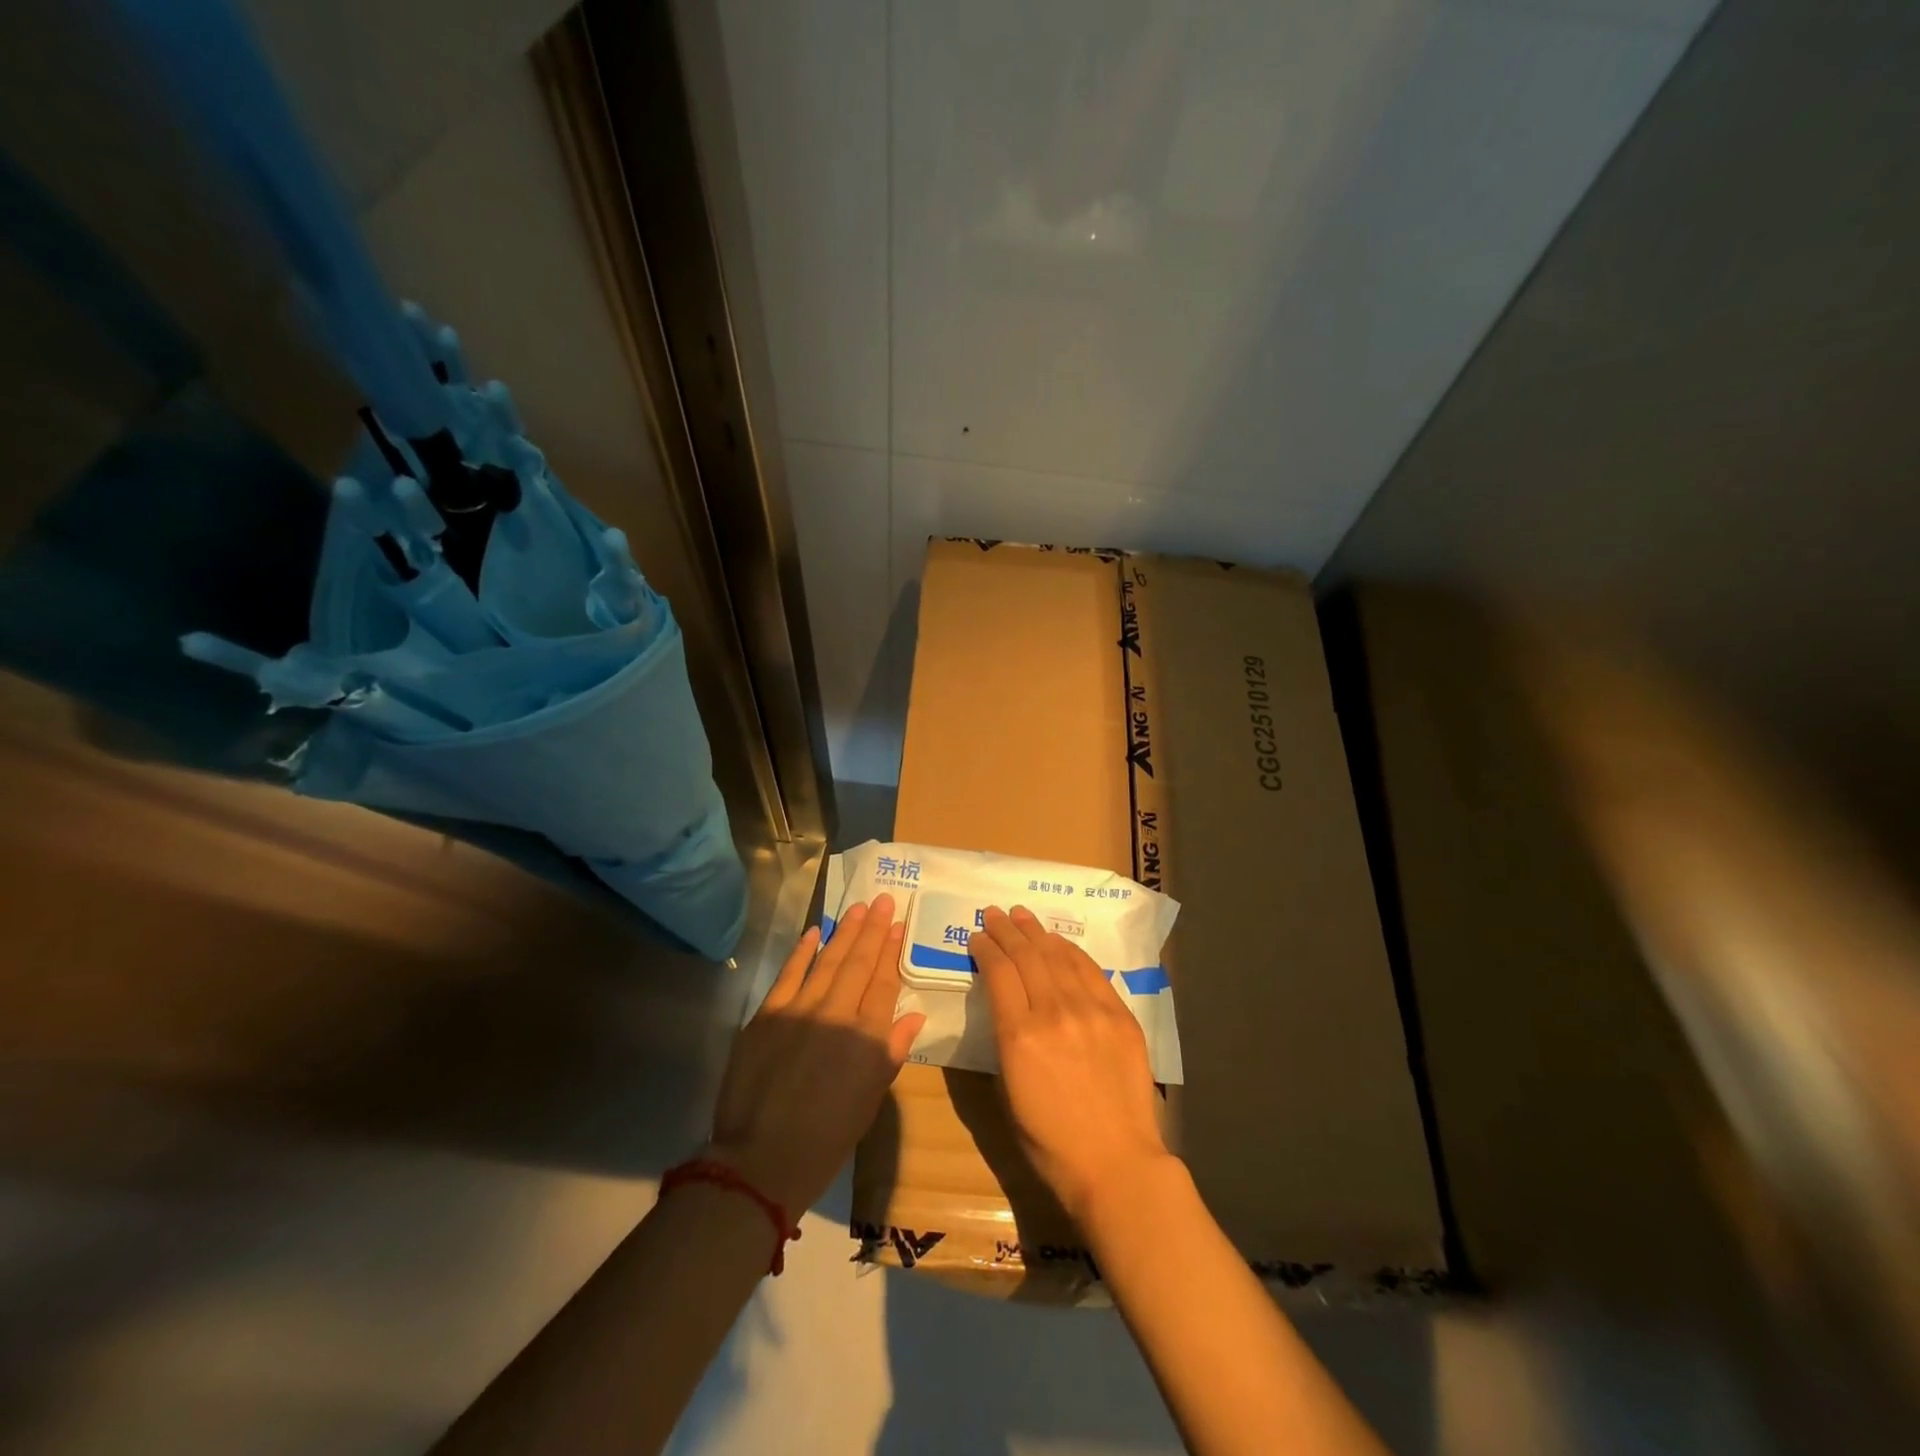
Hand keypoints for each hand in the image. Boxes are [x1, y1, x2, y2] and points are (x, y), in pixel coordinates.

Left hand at [706, 895, 925, 1212]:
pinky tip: (814, 932)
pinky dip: (802, 952)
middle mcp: (837, 1014)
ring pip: (827, 960)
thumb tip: (913, 1018)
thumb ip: (890, 1053)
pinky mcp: (767, 1014)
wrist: (761, 1160)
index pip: (884, 983)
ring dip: (844, 932)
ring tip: (859, 908)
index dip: (891, 952)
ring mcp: (799, 1010)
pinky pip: (789, 974)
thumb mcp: (870, 1100)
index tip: (898, 926)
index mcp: (866, 1037)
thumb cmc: (826, 1138)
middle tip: (884, 900)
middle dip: (873, 929)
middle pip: (858, 963)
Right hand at [970, 905, 1172, 1222]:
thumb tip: (1007, 1006)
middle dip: (1006, 930)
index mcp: (1018, 1036)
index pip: (998, 972)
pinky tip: (1059, 942)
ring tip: (1022, 916)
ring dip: (1036, 932)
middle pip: (1026, 955)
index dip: (985, 948)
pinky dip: (1071, 951)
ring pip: (1058, 955)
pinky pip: (1091, 971)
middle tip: (994, 914)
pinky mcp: (1119, 1015)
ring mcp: (1091, 1010)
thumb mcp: (1008, 1091)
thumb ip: (1004, 1040)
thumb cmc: (1050, 1141)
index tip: (977, 936)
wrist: (1115, 1163)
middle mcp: (1053, 1012)